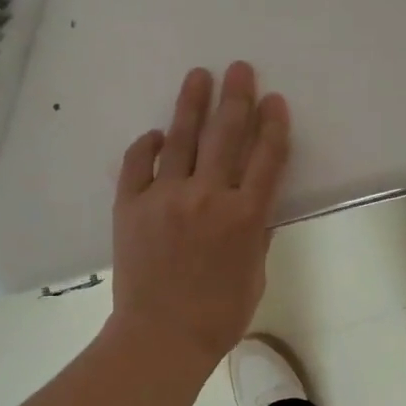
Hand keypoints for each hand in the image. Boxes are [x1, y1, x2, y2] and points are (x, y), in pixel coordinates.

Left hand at [110, 62, 290, 366]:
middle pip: (226, 135)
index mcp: (246, 216)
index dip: (273, 126)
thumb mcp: (255, 274)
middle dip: (236, 98)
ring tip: (199, 76)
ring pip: (182, 139)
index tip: (275, 101)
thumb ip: (257, 233)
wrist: (161, 337)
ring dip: (192, 104)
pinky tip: (157, 134)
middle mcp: (208, 197)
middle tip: (240, 68)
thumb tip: (255, 204)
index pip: (267, 158)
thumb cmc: (219, 315)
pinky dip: (147, 146)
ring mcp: (165, 197)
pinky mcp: (130, 205)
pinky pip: (138, 164)